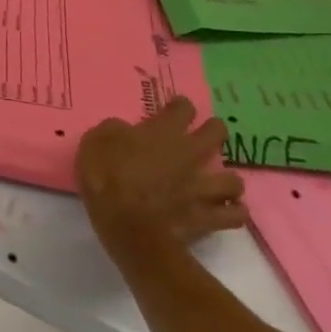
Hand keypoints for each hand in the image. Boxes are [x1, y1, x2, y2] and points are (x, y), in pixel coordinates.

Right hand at [76, 96, 247, 251]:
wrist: (128, 225)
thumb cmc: (107, 177)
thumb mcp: (95, 142)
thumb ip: (114, 130)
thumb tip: (125, 130)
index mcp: (163, 132)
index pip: (182, 108)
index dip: (180, 106)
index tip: (174, 108)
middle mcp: (190, 154)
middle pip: (217, 133)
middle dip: (214, 130)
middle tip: (204, 136)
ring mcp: (203, 187)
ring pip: (234, 179)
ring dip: (227, 179)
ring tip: (217, 182)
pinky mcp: (210, 217)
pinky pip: (235, 214)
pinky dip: (233, 212)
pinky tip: (225, 211)